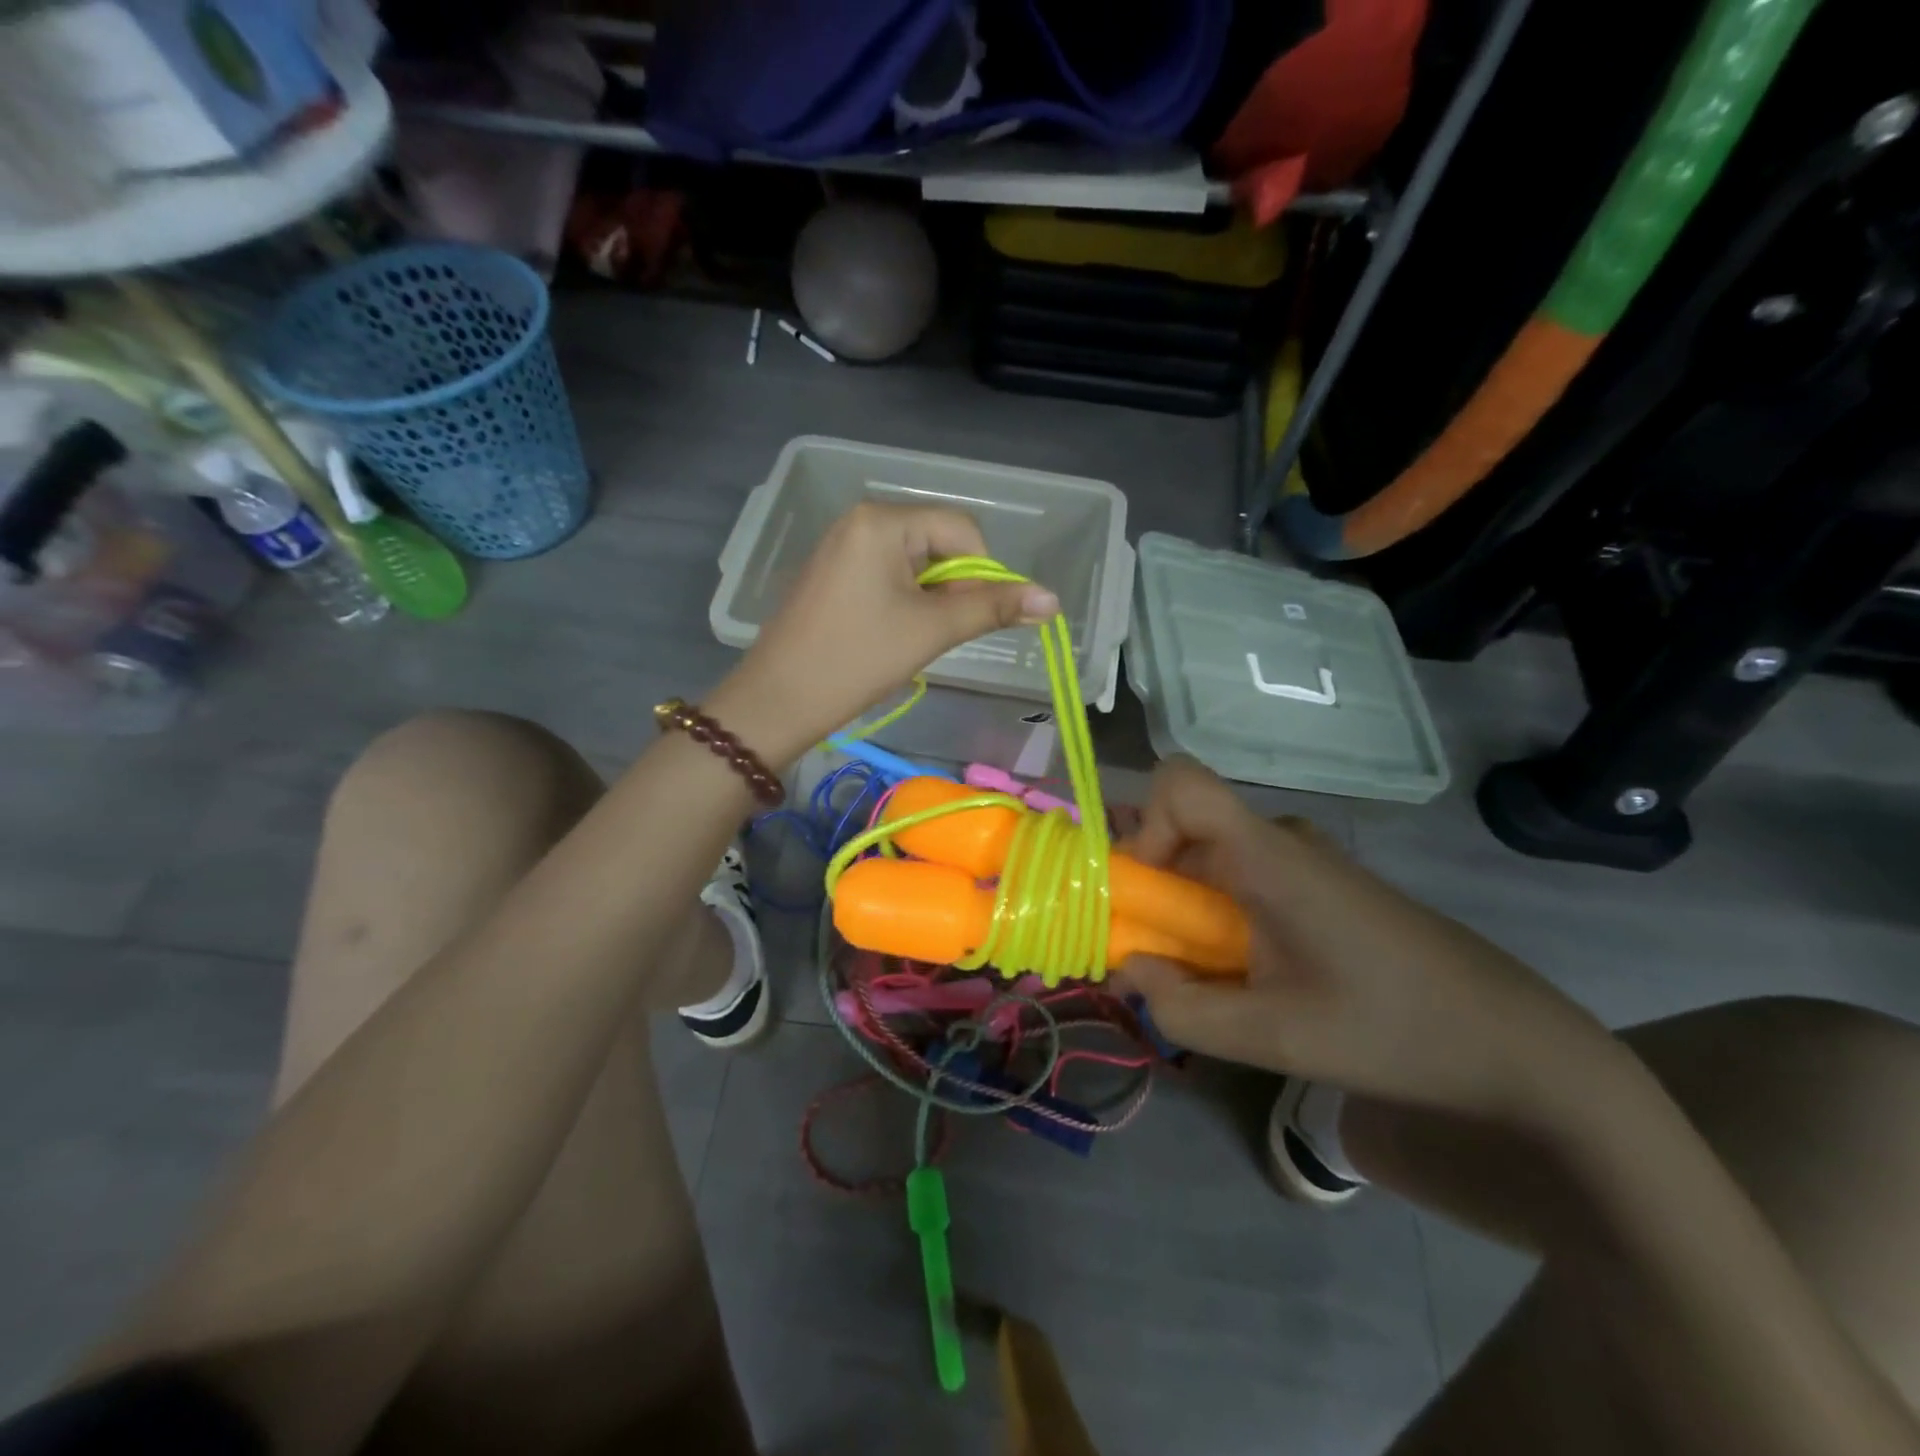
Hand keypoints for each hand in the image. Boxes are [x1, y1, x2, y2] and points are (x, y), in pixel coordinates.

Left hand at [708, 502, 1057, 766]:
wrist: (777, 700)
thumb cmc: (857, 659)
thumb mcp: (930, 631)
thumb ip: (992, 608)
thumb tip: (1053, 599)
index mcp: (881, 521)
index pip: (962, 529)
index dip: (983, 573)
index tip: (972, 618)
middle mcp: (859, 521)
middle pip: (937, 543)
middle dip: (952, 588)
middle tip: (939, 634)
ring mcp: (840, 547)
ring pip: (913, 564)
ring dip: (930, 599)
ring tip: (913, 639)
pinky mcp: (831, 574)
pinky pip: (885, 575)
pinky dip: (903, 602)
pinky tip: (890, 636)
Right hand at [1119, 758, 1624, 1129]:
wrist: (1513, 1042)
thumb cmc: (1395, 1031)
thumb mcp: (1274, 1038)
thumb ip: (1182, 1008)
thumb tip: (1132, 969)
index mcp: (1266, 855)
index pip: (1178, 782)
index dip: (1141, 827)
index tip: (1145, 896)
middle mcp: (1278, 840)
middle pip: (1181, 831)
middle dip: (1151, 892)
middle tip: (1158, 964)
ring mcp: (1300, 860)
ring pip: (1207, 860)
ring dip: (1184, 913)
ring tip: (1206, 983)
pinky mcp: (1315, 884)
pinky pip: (1239, 880)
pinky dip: (1217, 920)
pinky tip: (1249, 979)